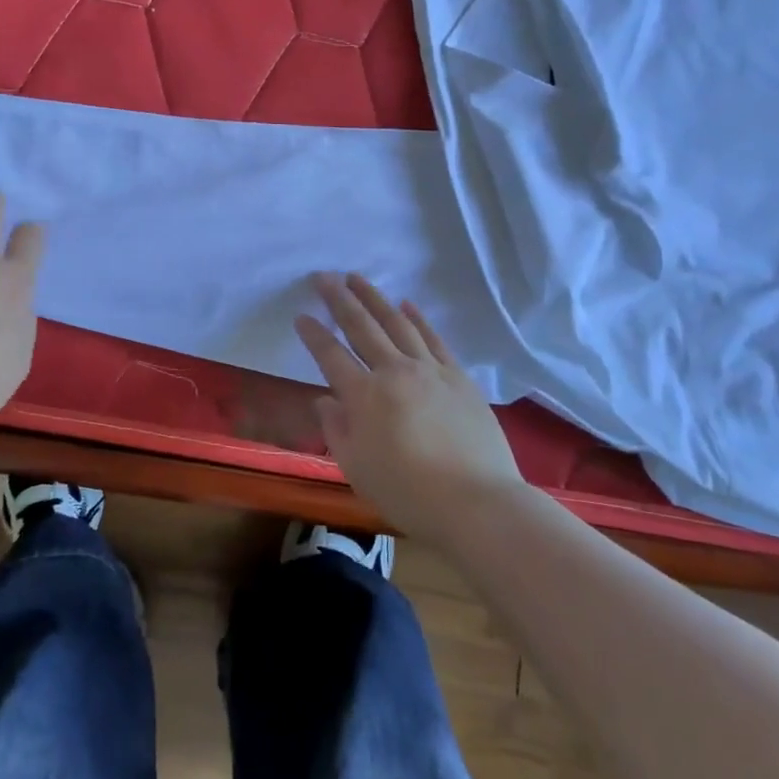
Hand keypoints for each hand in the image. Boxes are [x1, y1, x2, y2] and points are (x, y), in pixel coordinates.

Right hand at [296, 272, 523, 542]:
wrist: (477, 503)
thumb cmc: (408, 493)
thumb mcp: (356, 469)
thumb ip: (336, 430)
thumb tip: (325, 400)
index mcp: (364, 396)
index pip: (330, 355)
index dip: (313, 334)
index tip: (301, 316)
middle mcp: (394, 372)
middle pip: (362, 326)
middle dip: (339, 299)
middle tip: (323, 276)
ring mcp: (429, 370)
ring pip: (397, 323)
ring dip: (374, 298)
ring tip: (357, 278)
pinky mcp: (458, 377)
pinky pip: (433, 338)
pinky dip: (417, 318)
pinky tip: (406, 304)